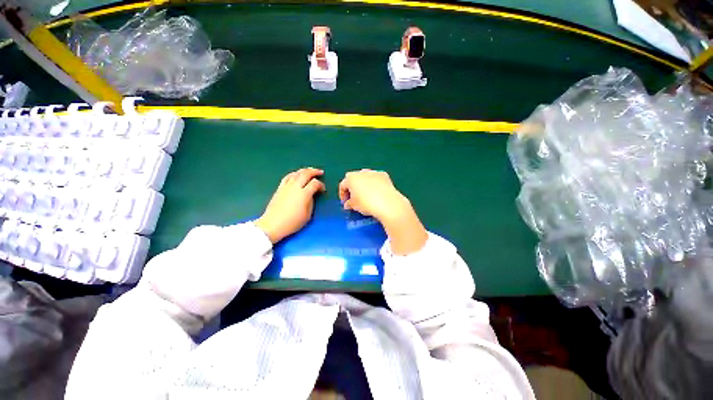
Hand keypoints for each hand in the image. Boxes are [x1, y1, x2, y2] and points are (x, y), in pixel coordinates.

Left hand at [255, 167, 325, 242]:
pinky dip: (295, 173)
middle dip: (314, 172)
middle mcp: (295, 187)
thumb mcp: (307, 214)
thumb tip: (311, 194)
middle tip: (320, 172)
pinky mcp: (280, 188)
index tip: (323, 189)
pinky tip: (297, 174)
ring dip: (305, 170)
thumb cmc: (292, 222)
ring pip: (297, 173)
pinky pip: (288, 176)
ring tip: (310, 171)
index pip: (315, 183)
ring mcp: (286, 186)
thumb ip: (311, 201)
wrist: (273, 224)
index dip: (321, 185)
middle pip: (306, 174)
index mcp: (304, 194)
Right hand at [339, 169, 426, 254]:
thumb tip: (348, 204)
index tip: (345, 203)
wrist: (387, 203)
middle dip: (353, 187)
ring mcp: (374, 172)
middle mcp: (361, 172)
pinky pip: (376, 179)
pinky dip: (375, 184)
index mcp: (351, 178)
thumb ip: (349, 203)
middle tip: (354, 198)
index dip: (342, 194)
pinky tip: (377, 193)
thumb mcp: (354, 206)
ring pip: (366, 177)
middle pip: (354, 178)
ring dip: (364, 185)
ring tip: (366, 195)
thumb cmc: (366, 204)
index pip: (343, 185)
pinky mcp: (384, 175)